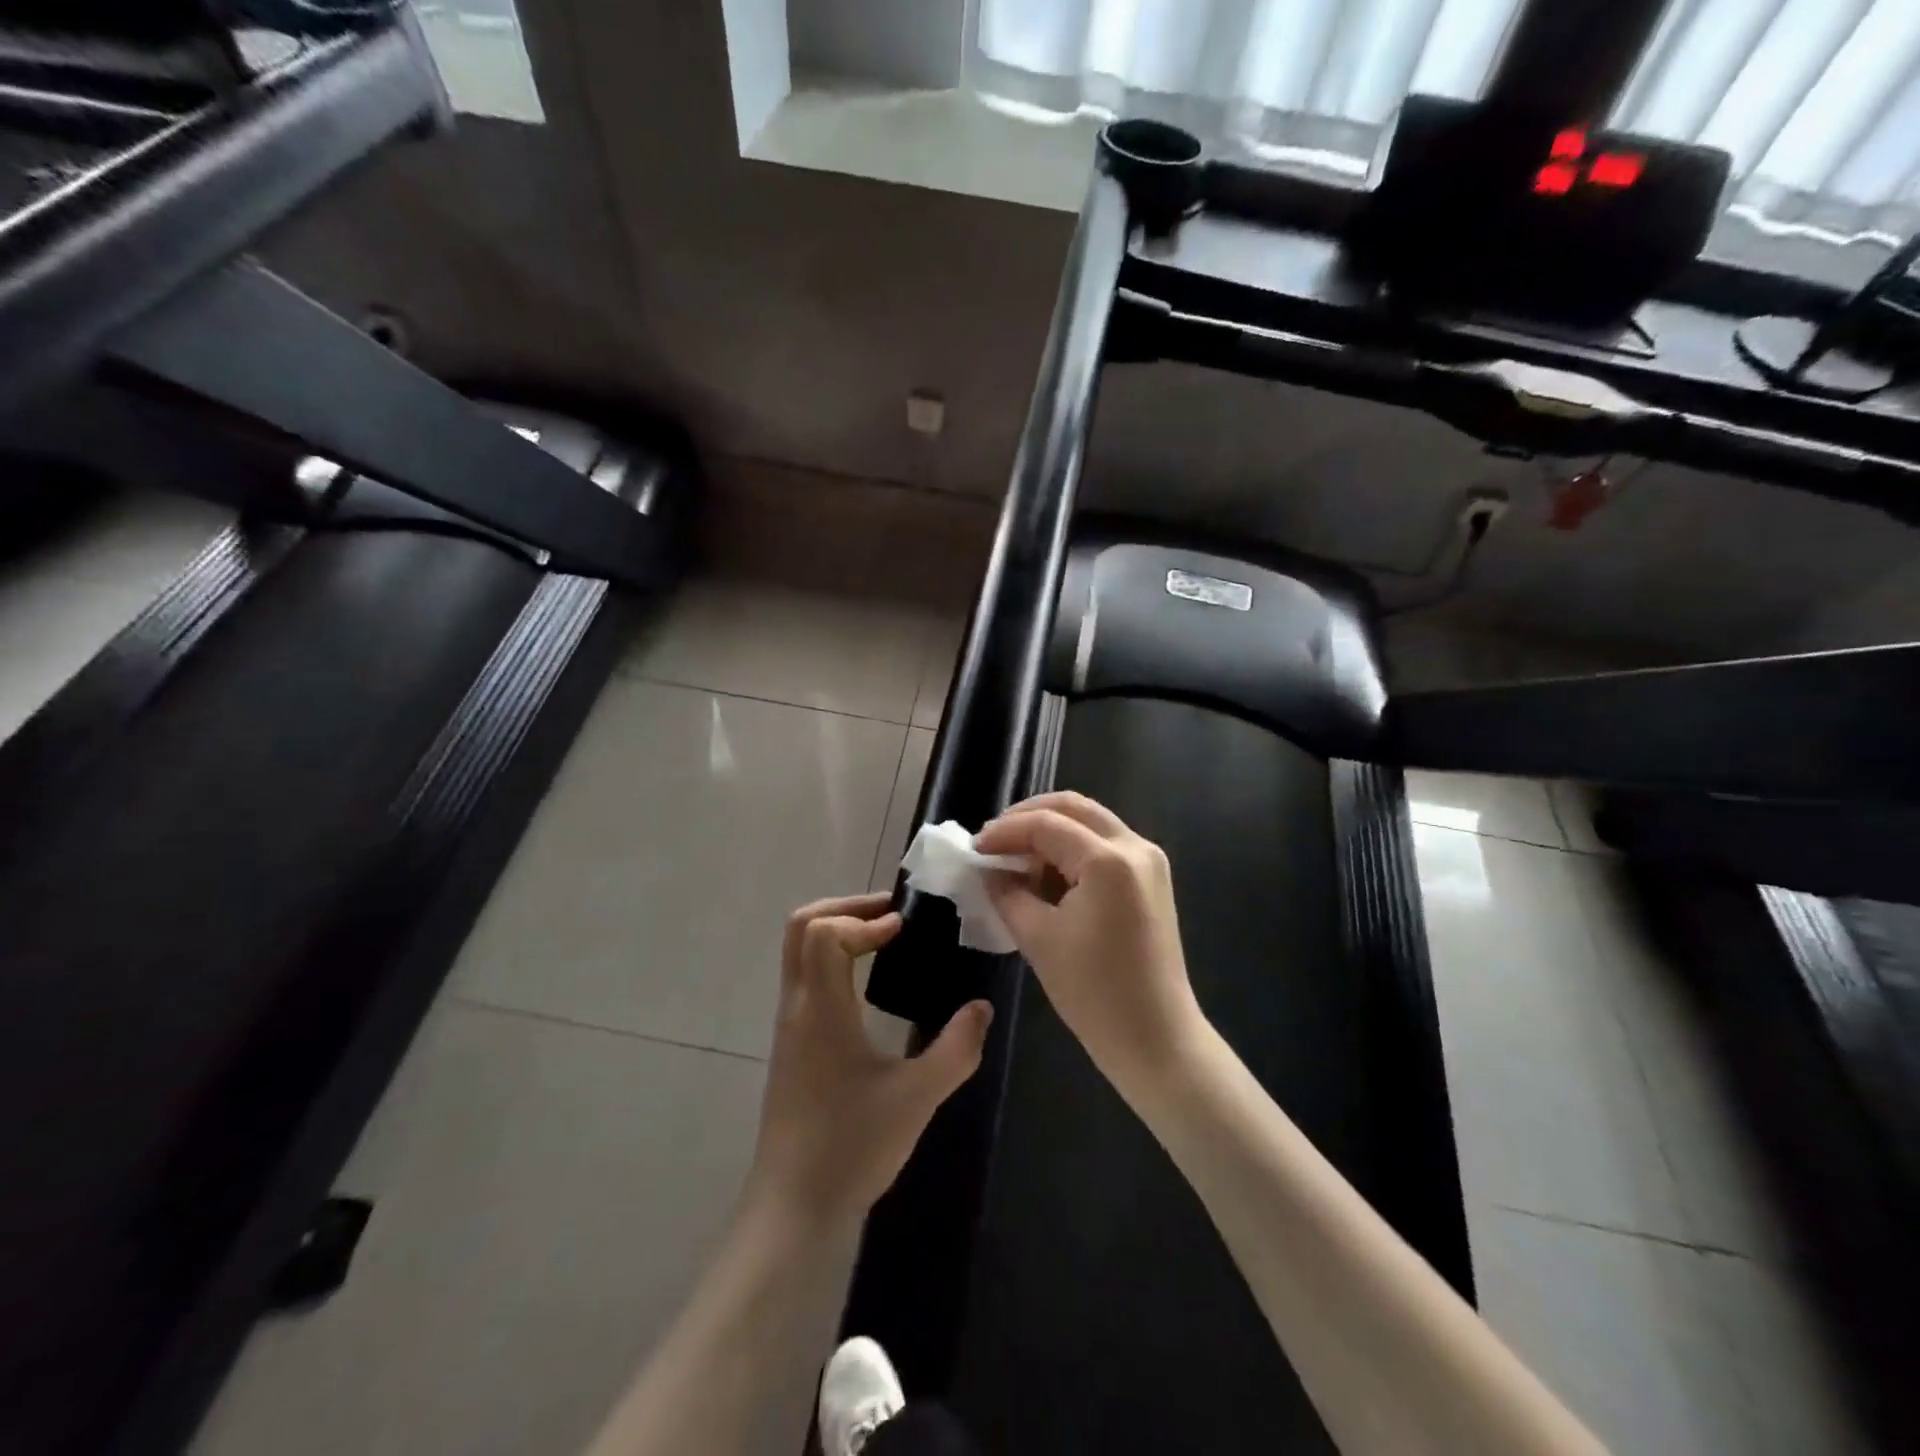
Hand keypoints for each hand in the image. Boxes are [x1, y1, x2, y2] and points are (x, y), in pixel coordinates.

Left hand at [744, 893, 992, 1233]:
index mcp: (821, 1010)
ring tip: (887, 938)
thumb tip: (982, 1007)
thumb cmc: (851, 1148)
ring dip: (839, 930)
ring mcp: (789, 1025)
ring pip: (798, 950)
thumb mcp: (917, 1098)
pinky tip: (869, 983)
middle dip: (847, 908)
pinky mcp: (792, 1044)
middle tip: (893, 915)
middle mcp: (797, 1007)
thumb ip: (956, 1049)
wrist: (792, 1208)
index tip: (903, 931)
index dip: (864, 919)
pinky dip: (833, 956)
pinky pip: (805, 975)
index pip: (824, 932)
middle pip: (801, 927)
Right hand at [977, 793, 1204, 1095]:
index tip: (973, 849)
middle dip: (1028, 816)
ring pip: (1090, 822)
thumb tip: (989, 870)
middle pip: (1073, 807)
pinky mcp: (1151, 879)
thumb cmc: (1094, 992)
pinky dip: (1071, 848)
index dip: (1004, 832)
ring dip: (1050, 830)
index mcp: (1108, 860)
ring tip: (1014, 856)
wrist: (1155, 1038)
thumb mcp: (1038, 938)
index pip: (1045, 825)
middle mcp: (1135, 847)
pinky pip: (1104, 845)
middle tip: (993, 839)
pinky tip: (1045, 871)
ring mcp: (1149, 860)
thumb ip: (1008, 893)